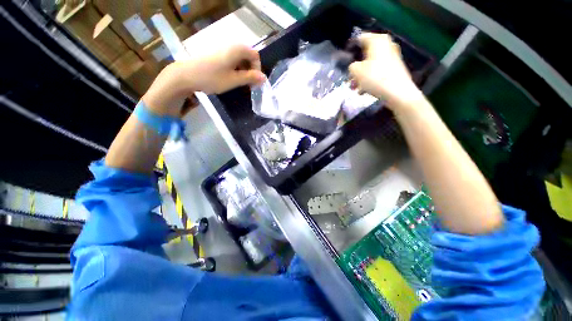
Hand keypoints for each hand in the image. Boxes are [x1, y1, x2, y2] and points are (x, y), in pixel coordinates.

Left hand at [142, 44, 265, 115]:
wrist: (186, 75)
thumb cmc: (212, 78)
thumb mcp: (234, 80)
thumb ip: (250, 78)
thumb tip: (264, 78)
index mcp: (237, 50)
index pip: (255, 55)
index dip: (258, 69)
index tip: (254, 82)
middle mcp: (231, 46)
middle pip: (248, 56)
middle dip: (251, 71)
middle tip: (248, 85)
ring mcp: (223, 49)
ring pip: (240, 59)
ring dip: (244, 71)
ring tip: (239, 83)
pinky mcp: (217, 55)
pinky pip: (232, 60)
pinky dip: (236, 69)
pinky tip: (231, 78)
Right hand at [349, 33, 422, 110]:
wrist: (397, 92)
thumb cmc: (375, 77)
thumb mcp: (356, 71)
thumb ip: (351, 67)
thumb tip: (354, 67)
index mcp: (377, 40)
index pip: (360, 38)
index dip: (351, 48)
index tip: (344, 59)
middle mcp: (386, 44)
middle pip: (366, 54)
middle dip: (356, 67)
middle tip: (350, 78)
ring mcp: (392, 56)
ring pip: (371, 64)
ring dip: (361, 76)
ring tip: (355, 88)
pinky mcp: (395, 68)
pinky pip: (378, 70)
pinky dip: (370, 78)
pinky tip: (364, 90)